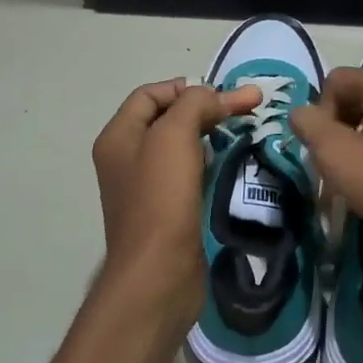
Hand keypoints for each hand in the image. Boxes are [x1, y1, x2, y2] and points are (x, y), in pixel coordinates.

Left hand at [91, 78, 260, 325]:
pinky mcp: (168, 213)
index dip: (185, 87)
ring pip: (181, 149)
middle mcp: (127, 159)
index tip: (223, 96)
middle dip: (204, 110)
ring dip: (211, 137)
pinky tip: (233, 166)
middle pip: (167, 119)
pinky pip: (189, 177)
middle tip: (244, 110)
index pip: (150, 94)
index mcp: (118, 137)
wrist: (159, 275)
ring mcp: (147, 188)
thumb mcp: (174, 136)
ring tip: (244, 133)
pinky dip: (211, 166)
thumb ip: (195, 104)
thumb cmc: (161, 199)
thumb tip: (217, 96)